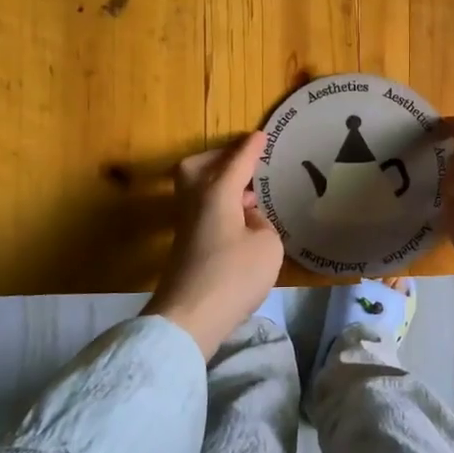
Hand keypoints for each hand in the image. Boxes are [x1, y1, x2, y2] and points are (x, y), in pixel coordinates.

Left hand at [144, 133, 285, 359]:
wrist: (189, 317)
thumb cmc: (233, 275)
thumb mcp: (268, 245)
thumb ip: (261, 223)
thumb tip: (247, 218)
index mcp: (217, 192)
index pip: (237, 161)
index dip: (251, 148)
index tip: (262, 135)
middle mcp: (196, 201)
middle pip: (199, 167)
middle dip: (219, 159)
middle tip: (244, 162)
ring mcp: (187, 224)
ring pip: (197, 189)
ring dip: (220, 183)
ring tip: (248, 191)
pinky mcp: (185, 245)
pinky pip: (202, 209)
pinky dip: (219, 204)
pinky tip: (239, 220)